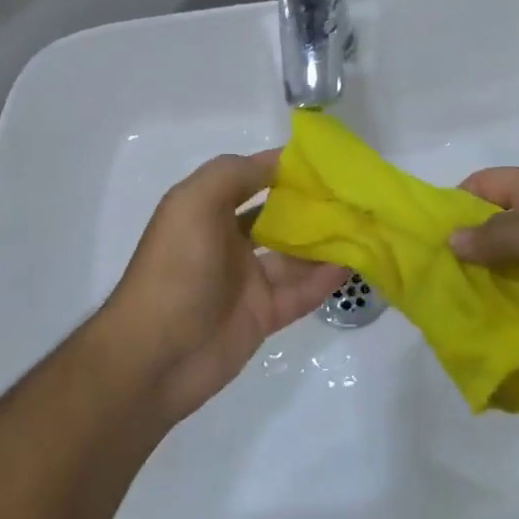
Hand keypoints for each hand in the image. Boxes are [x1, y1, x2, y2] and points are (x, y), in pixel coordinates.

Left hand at [106, 152, 344, 423]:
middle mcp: (227, 241)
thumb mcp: (193, 203)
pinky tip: (353, 263)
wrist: (155, 358)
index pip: (253, 178)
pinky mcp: (263, 315)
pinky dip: (326, 278)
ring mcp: (247, 280)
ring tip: (364, 226)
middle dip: (312, 205)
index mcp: (207, 211)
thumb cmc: (175, 270)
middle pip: (278, 216)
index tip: (328, 161)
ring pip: (295, 255)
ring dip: (326, 241)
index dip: (287, 167)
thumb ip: (234, 174)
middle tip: (355, 195)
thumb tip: (279, 162)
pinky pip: (301, 292)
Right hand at [450, 167, 518, 345]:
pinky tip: (510, 331)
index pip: (484, 185)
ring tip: (470, 316)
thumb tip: (451, 239)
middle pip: (501, 228)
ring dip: (503, 286)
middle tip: (443, 287)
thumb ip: (496, 237)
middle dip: (474, 254)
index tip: (431, 238)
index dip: (456, 204)